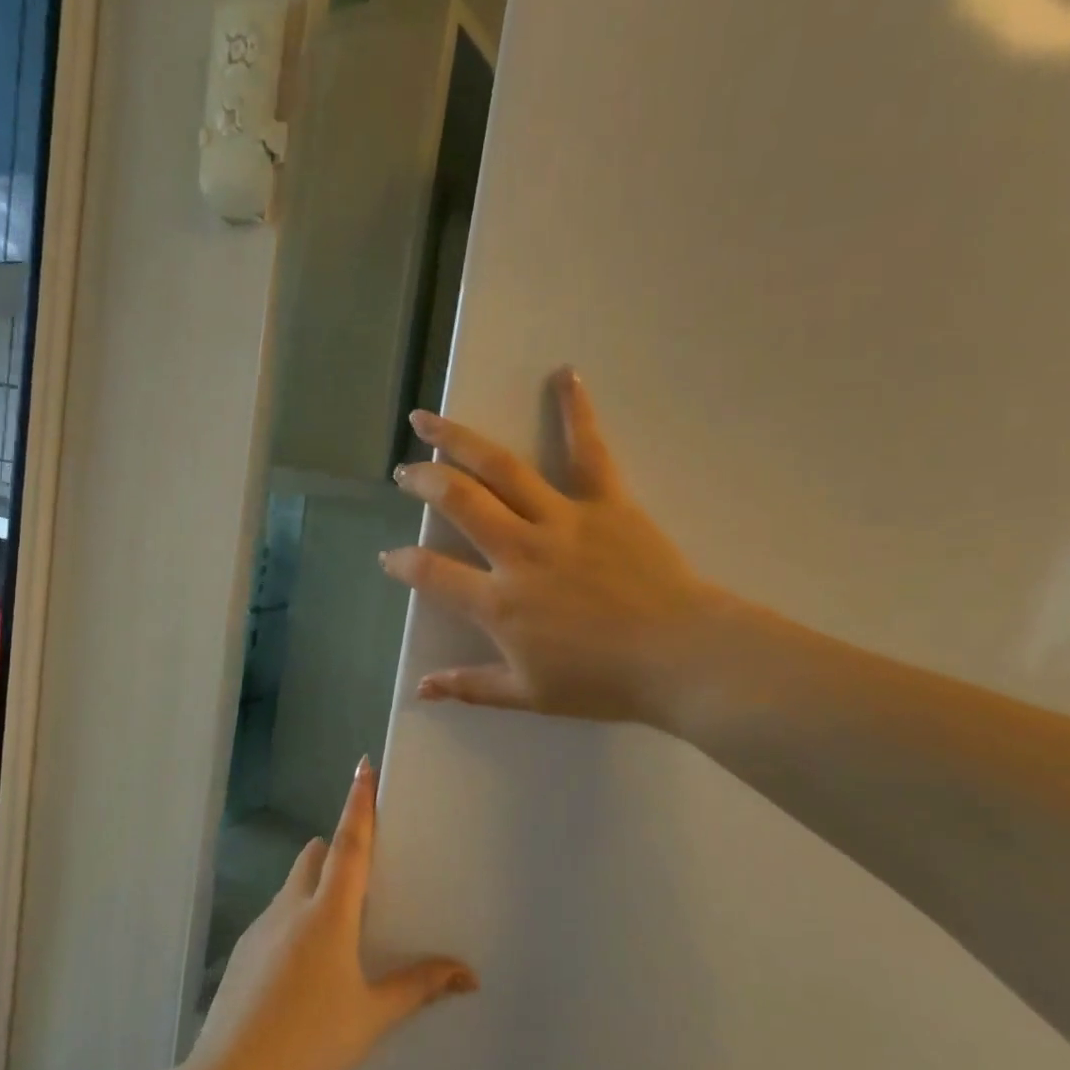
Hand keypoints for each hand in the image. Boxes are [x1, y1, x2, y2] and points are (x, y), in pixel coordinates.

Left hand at [188, 760, 476, 1069]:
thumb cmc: (312, 1041)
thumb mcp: (372, 1015)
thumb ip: (418, 987)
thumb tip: (467, 974)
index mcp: (328, 913)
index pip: (350, 843)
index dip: (359, 802)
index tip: (363, 766)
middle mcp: (292, 907)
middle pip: (315, 856)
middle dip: (336, 851)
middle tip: (362, 881)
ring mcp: (261, 927)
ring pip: (293, 886)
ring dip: (315, 888)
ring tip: (338, 935)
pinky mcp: (244, 950)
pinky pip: (276, 916)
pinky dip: (295, 920)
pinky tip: (304, 970)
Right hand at [380, 368, 725, 728]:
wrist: (679, 658)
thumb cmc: (602, 682)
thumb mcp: (528, 695)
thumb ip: (471, 687)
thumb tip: (421, 690)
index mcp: (498, 601)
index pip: (431, 573)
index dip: (402, 563)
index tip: (389, 556)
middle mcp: (519, 550)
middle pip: (457, 500)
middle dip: (422, 481)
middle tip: (404, 473)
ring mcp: (561, 520)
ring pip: (500, 468)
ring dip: (458, 439)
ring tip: (427, 419)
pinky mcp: (606, 502)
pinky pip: (587, 451)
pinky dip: (576, 411)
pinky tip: (563, 374)